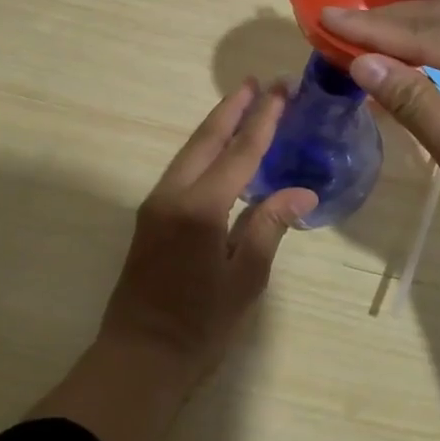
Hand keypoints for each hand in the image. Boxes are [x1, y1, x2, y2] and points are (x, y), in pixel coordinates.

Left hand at [98, 82, 317, 385]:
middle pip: (207, 139)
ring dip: (217, 124)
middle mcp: (173, 194)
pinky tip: (219, 149)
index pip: (240, 152)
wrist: (139, 358)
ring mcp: (156, 204)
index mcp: (201, 207)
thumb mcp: (245, 279)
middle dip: (234, 108)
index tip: (281, 91)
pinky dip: (204, 149)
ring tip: (242, 102)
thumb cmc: (200, 326)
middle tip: (260, 82)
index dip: (263, 120)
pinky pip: (182, 169)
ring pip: (190, 150)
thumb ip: (269, 227)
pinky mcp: (150, 216)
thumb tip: (301, 193)